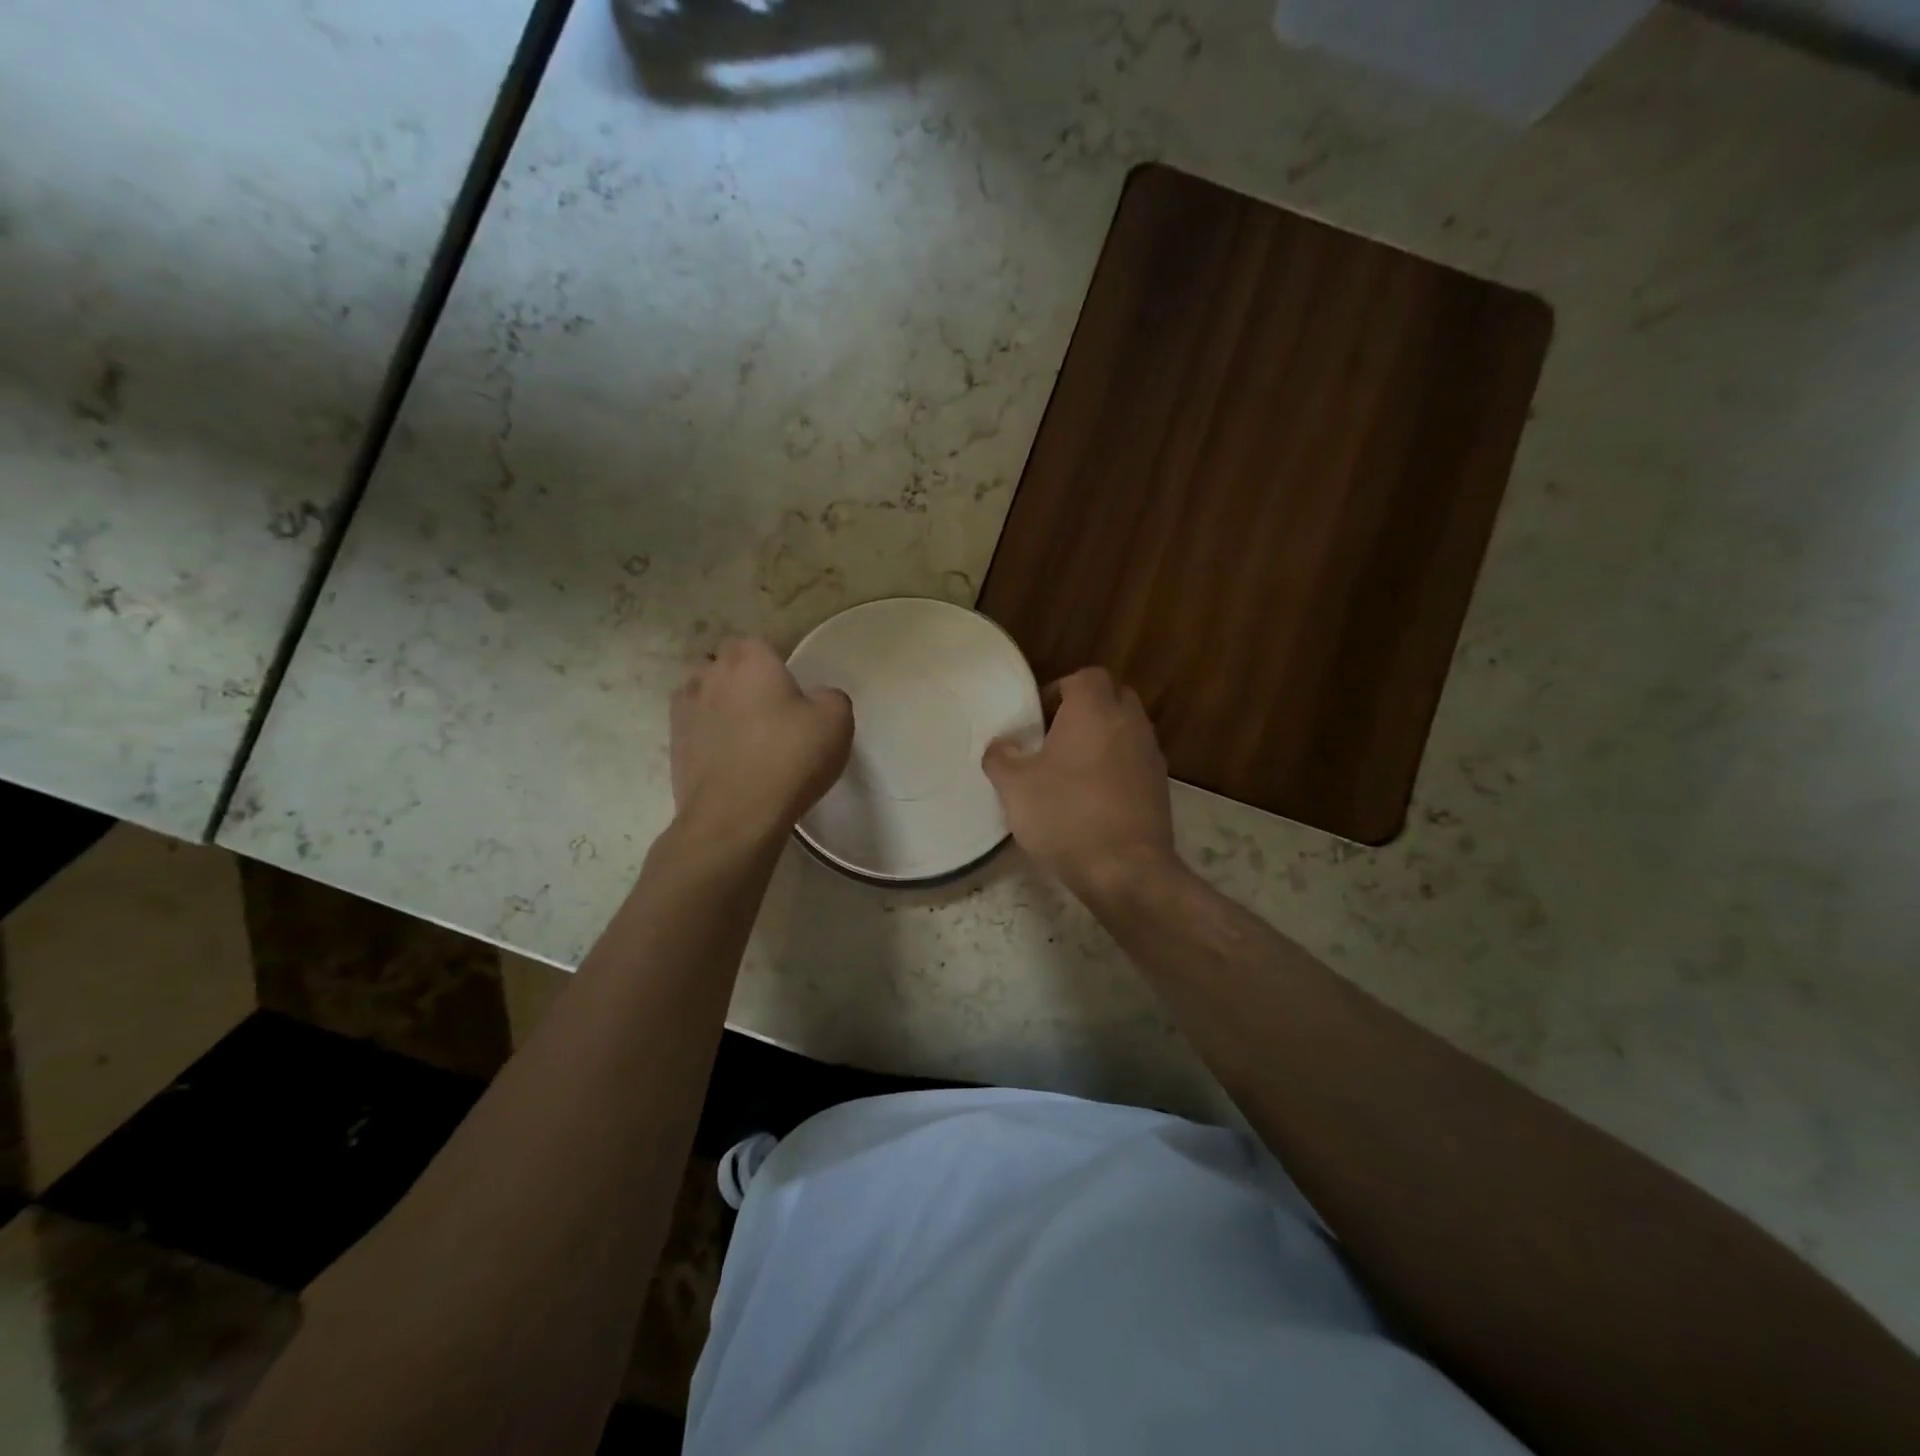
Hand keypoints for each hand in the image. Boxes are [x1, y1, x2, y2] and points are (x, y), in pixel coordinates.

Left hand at [671, 638, 852, 846]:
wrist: (735, 815)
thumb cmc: (789, 758)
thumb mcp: (836, 721)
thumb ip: (830, 697)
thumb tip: (817, 698)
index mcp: (749, 659)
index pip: (755, 642)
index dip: (771, 660)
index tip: (789, 685)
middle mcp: (710, 675)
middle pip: (722, 663)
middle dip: (740, 676)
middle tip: (768, 705)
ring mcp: (685, 709)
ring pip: (702, 691)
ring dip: (718, 702)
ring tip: (743, 730)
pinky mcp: (674, 744)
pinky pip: (692, 725)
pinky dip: (706, 732)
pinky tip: (727, 754)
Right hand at [982, 667, 1180, 902]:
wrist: (1126, 869)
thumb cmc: (1066, 816)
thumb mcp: (1014, 787)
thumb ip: (1001, 757)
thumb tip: (1001, 744)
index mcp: (1094, 710)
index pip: (1085, 676)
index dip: (1059, 690)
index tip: (1039, 718)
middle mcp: (1129, 722)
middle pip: (1112, 696)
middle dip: (1086, 710)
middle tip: (1055, 737)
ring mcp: (1150, 754)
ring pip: (1126, 729)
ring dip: (1103, 739)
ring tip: (1072, 770)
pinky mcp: (1160, 786)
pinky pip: (1136, 760)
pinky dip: (1117, 766)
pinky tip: (1094, 797)